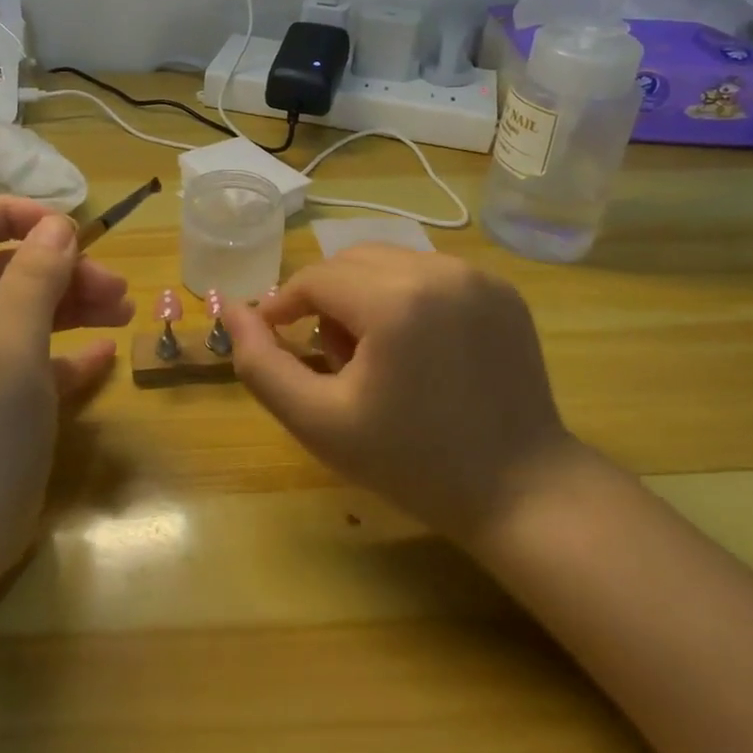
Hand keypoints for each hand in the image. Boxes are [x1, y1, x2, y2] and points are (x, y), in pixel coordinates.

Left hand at [0, 197, 133, 579]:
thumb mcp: (10, 346)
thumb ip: (34, 278)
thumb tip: (60, 225)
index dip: (16, 215)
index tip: (69, 233)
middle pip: (11, 268)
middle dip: (64, 267)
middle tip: (116, 288)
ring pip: (31, 311)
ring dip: (76, 303)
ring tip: (124, 312)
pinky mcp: (2, 405)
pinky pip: (41, 361)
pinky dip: (72, 351)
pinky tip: (107, 356)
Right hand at [223, 246, 571, 545]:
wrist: (521, 490)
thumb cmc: (412, 462)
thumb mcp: (318, 421)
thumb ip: (261, 363)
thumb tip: (231, 309)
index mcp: (395, 300)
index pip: (315, 278)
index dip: (284, 306)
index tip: (274, 339)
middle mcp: (438, 270)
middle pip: (350, 262)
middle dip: (326, 300)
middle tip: (332, 358)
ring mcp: (476, 276)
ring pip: (388, 262)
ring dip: (364, 294)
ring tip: (376, 354)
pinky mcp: (501, 288)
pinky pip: (429, 273)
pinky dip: (406, 296)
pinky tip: (419, 348)